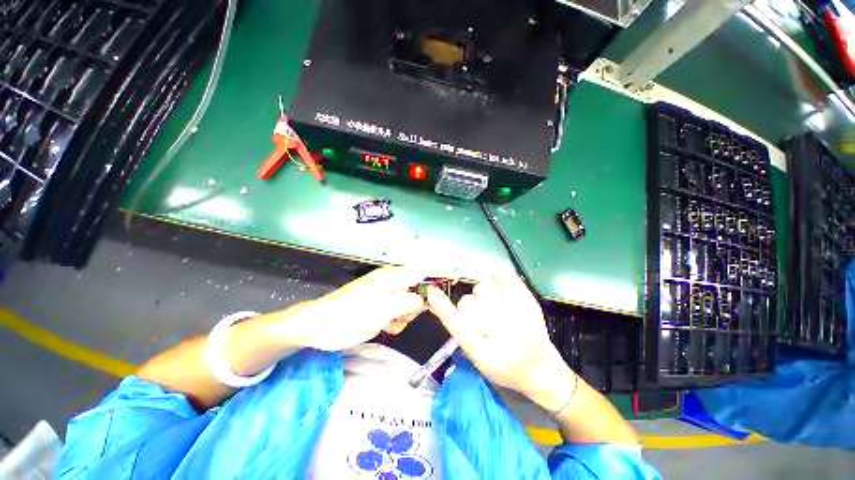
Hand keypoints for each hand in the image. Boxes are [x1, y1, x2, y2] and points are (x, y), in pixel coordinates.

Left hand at [274, 266, 427, 350]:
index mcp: (392, 278)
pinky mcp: (376, 301)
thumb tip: (424, 299)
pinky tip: (385, 326)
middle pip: (416, 287)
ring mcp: (382, 290)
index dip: (440, 272)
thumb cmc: (349, 318)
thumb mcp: (383, 312)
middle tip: (404, 319)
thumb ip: (408, 303)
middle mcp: (389, 280)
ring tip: (390, 325)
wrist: (316, 325)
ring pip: (406, 300)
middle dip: (416, 304)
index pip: (423, 269)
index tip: (454, 277)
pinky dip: (395, 317)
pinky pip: (395, 307)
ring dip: (404, 314)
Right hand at [427, 275, 575, 412]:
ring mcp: (521, 314)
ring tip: (494, 309)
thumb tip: (439, 304)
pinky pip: (504, 277)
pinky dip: (499, 283)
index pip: (459, 326)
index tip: (432, 292)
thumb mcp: (477, 359)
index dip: (443, 308)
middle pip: (468, 302)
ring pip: (483, 287)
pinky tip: (503, 296)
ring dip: (483, 296)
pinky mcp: (530, 300)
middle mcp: (505, 332)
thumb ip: (458, 331)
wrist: (542, 369)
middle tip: (482, 321)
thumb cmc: (506, 368)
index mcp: (488, 353)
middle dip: (469, 310)